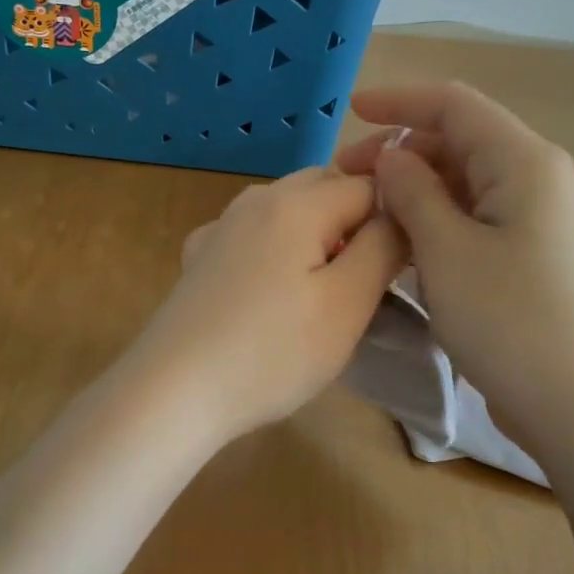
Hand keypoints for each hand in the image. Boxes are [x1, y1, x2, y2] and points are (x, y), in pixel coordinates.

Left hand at [128, 168, 407, 444]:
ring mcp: (220, 227)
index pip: (367, 184)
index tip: (400, 265)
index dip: (394, 218)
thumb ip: (383, 246)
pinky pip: (252, 234)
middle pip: (323, 187)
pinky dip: (275, 248)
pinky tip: (269, 288)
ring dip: (316, 233)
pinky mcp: (199, 258)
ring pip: (286, 209)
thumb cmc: (272, 351)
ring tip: (323, 288)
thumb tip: (400, 211)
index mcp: (296, 202)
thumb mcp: (347, 303)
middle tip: (366, 278)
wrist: (174, 389)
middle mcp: (255, 200)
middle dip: (354, 220)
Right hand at [334, 83, 573, 459]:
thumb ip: (413, 193)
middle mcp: (545, 181)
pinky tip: (414, 250)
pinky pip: (486, 221)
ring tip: (374, 218)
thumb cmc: (513, 324)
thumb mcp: (446, 252)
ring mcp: (551, 223)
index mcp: (525, 162)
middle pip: (463, 143)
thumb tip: (394, 157)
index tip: (349, 111)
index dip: (398, 101)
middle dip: (402, 153)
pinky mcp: (547, 260)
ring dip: (421, 192)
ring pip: (472, 185)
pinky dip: (444, 222)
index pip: (454, 105)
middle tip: (349, 184)